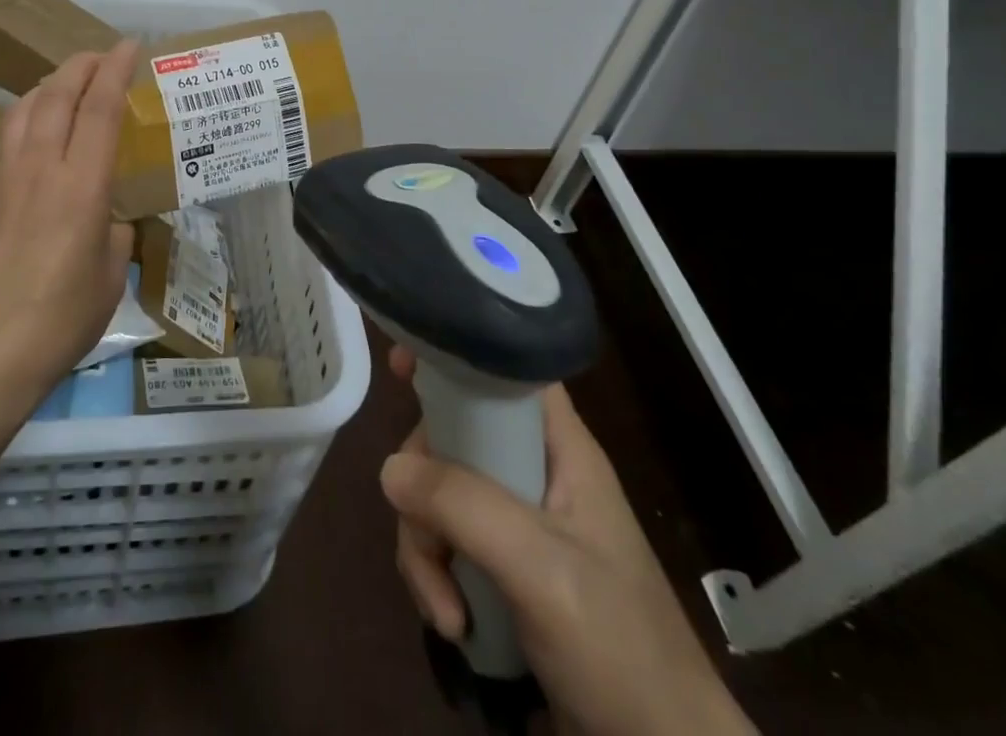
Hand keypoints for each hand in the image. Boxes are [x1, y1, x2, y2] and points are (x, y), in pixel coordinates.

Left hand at [0, 41, 138, 395]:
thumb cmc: (61, 320)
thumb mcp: (111, 275)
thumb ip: (113, 233)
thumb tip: (106, 220)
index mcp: (81, 185)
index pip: (101, 107)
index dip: (116, 69)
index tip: (130, 46)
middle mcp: (39, 169)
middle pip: (57, 94)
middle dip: (81, 65)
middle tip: (100, 57)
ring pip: (21, 112)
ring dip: (48, 87)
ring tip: (64, 85)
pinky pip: (2, 148)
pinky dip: (24, 129)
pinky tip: (31, 147)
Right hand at [382, 347, 752, 735]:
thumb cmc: (618, 645)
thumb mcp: (542, 569)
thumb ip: (466, 507)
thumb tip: (388, 468)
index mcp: (561, 449)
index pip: (505, 373)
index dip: (456, 360)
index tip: (402, 368)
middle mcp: (534, 473)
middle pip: (455, 439)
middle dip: (426, 487)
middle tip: (423, 533)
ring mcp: (516, 523)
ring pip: (441, 496)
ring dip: (426, 549)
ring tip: (446, 611)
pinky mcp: (502, 568)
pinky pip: (445, 544)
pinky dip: (435, 578)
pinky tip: (452, 624)